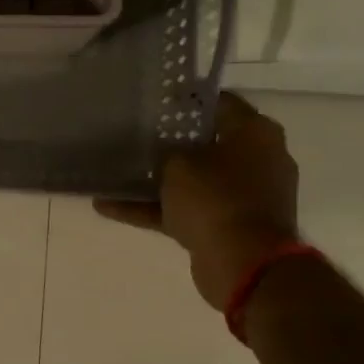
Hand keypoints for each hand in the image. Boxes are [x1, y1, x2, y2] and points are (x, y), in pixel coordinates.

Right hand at [94, 92, 299, 310]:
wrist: (245, 263)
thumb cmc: (216, 199)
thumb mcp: (179, 163)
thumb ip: (167, 151)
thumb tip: (165, 152)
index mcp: (256, 134)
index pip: (220, 104)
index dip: (186, 101)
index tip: (155, 101)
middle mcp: (255, 161)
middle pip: (206, 144)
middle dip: (170, 143)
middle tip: (134, 135)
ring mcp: (242, 197)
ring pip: (192, 181)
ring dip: (156, 181)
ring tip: (114, 174)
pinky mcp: (225, 226)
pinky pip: (184, 211)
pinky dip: (152, 210)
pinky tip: (108, 207)